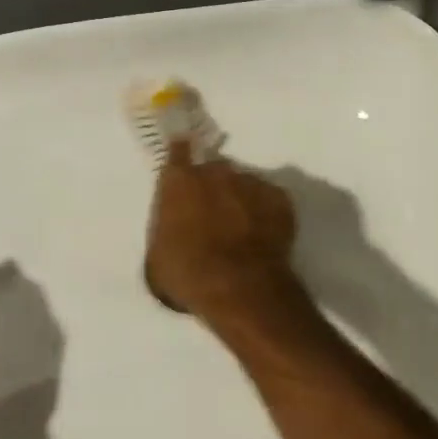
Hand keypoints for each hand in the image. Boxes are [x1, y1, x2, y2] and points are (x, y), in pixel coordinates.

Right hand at [146, 139, 299, 316]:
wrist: (239, 287)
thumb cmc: (187, 274)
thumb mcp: (157, 256)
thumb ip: (166, 227)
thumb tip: (175, 225)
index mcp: (179, 181)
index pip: (178, 151)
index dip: (182, 153)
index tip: (185, 156)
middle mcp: (215, 172)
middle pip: (213, 170)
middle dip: (212, 187)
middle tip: (213, 215)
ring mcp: (250, 182)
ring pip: (243, 184)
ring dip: (240, 200)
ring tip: (242, 230)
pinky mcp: (280, 198)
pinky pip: (269, 200)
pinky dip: (266, 213)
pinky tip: (263, 236)